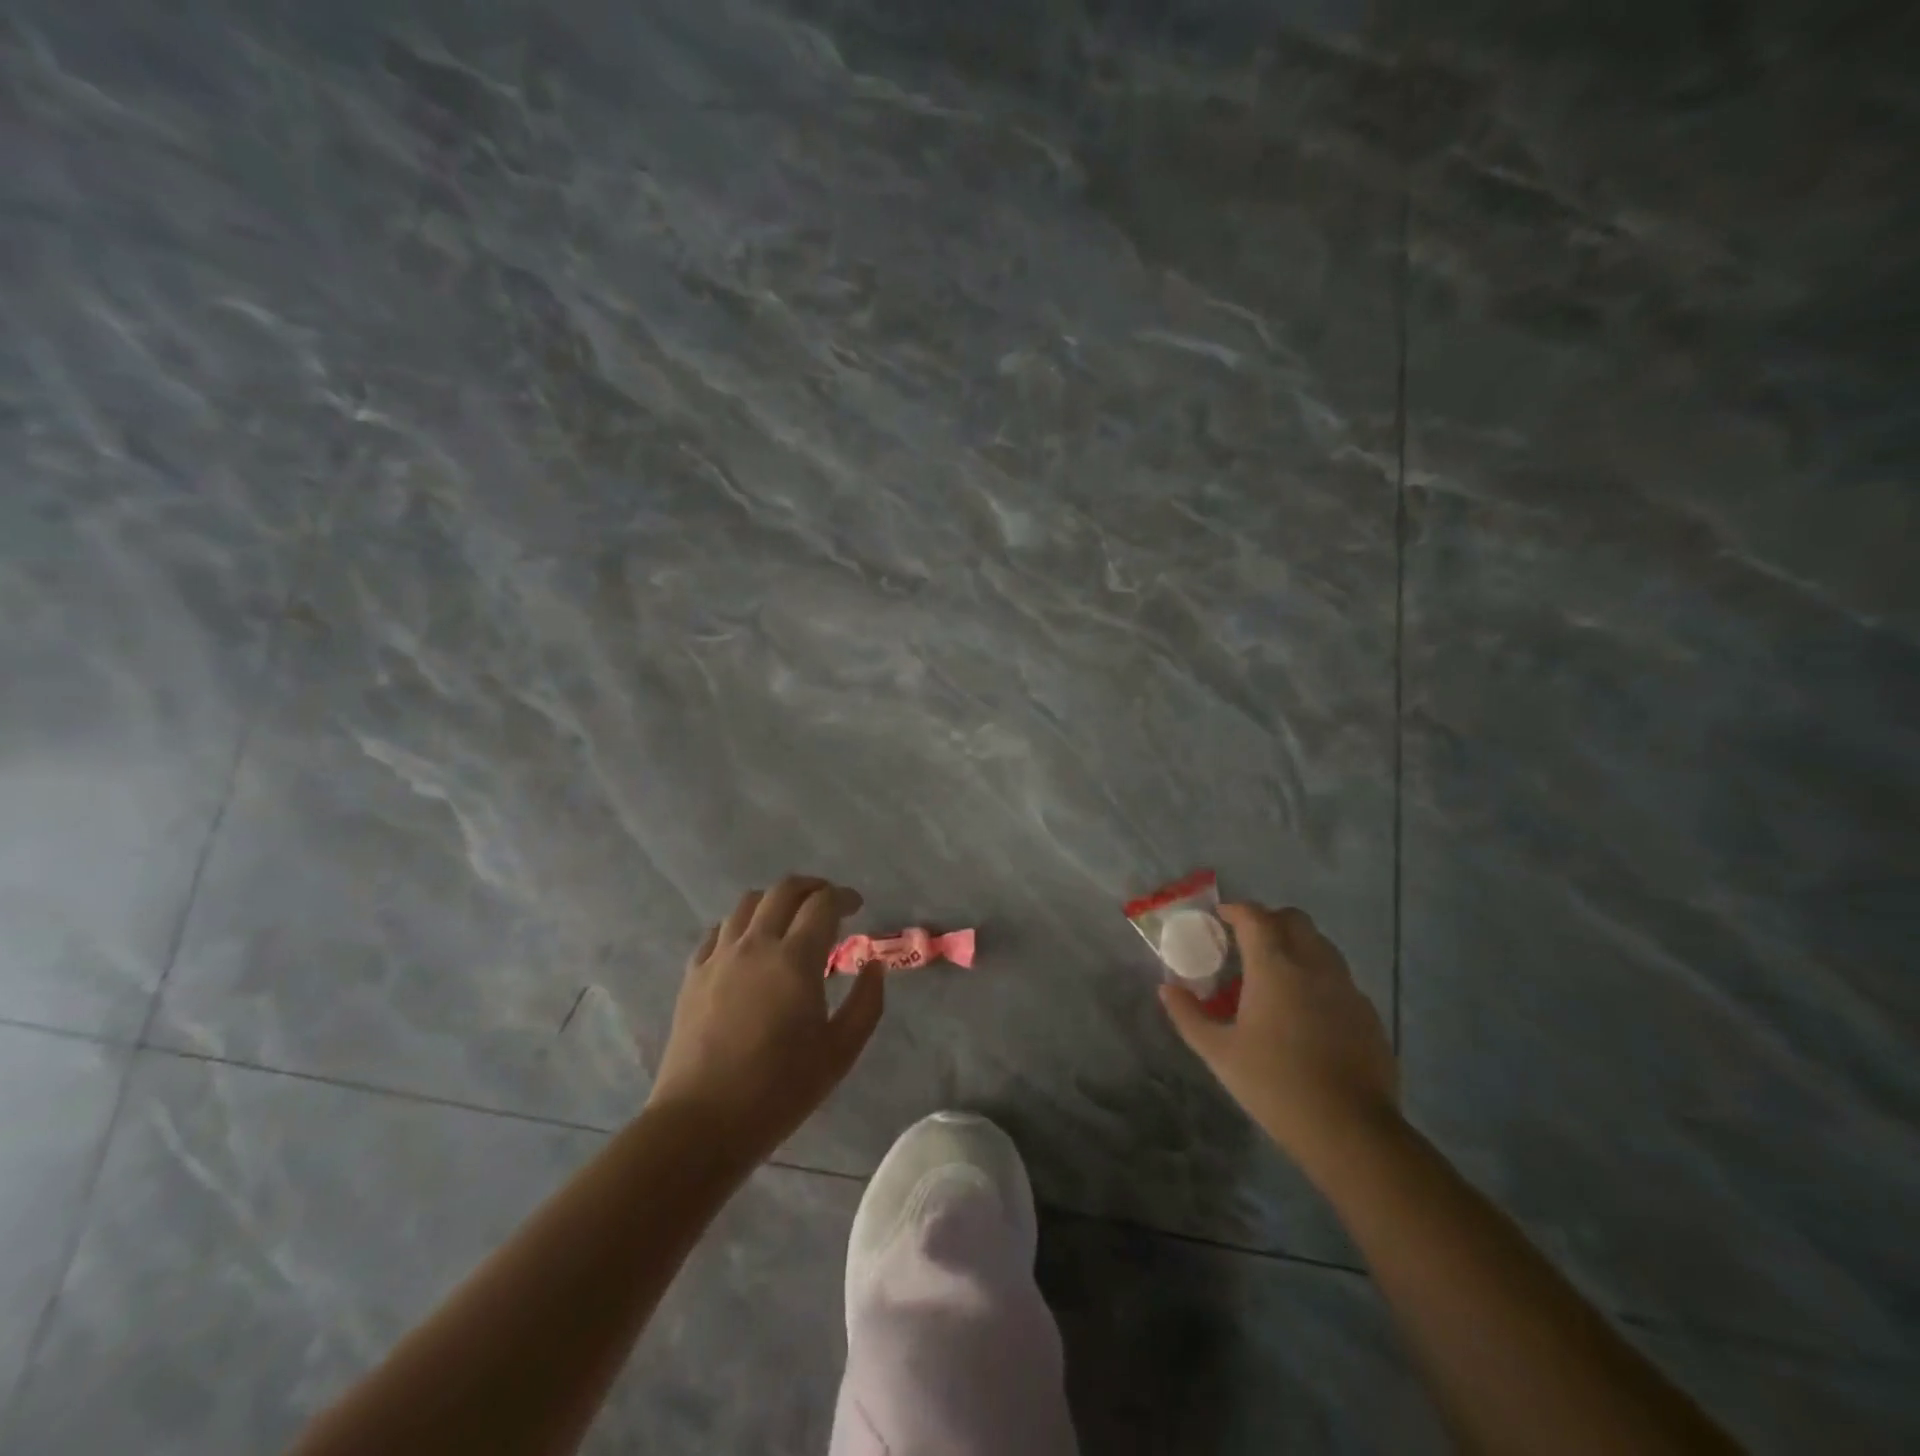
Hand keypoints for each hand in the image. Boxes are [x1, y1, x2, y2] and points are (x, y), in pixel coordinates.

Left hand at [648, 876, 884, 1167]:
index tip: (857, 906)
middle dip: (812, 887)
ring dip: (775, 901)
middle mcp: (756, 944)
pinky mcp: (693, 974)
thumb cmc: (780, 1089)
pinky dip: (741, 924)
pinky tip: (749, 944)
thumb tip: (873, 965)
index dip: (844, 897)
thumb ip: (866, 1002)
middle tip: (828, 902)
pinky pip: (718, 931)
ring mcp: (719, 956)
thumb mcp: (841, 1051)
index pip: (823, 904)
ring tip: (789, 919)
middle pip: (784, 890)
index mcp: (795, 958)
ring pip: (747, 903)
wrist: (703, 1122)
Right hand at [1160, 902, 1399, 1173]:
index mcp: (1274, 967)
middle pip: (1294, 919)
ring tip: (1276, 974)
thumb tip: (1167, 989)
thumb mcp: (1219, 1053)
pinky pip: (1340, 978)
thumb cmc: (1274, 1085)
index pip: (1255, 917)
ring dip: (1297, 945)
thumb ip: (1188, 1016)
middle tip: (1247, 942)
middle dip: (1269, 920)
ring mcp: (1347, 988)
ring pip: (1322, 945)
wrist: (1350, 1130)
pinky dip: (1319, 977)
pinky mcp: (1368, 1014)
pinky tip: (1307, 1011)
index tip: (1220, 917)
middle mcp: (1313, 965)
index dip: (1236, 910)